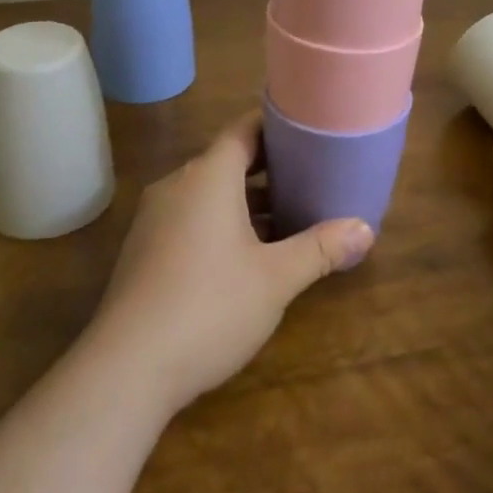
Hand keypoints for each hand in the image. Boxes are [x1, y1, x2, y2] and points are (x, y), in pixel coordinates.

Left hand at [90, 111, 375, 413]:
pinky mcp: (144, 249)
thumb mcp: (275, 279)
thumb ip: (320, 249)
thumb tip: (366, 229)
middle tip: (309, 172)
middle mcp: (177, 185)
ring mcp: (155, 217)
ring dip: (245, 198)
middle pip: (226, 159)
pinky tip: (246, 252)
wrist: (126, 367)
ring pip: (208, 192)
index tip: (307, 126)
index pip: (243, 130)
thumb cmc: (210, 307)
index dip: (275, 125)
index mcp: (208, 176)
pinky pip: (190, 216)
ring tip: (287, 212)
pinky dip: (220, 220)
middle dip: (267, 166)